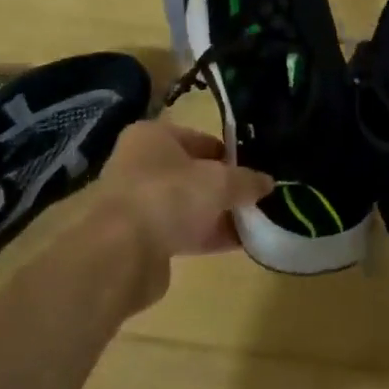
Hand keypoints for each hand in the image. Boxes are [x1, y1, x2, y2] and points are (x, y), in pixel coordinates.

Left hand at [87, 119, 272, 307]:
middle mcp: (141, 165)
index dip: (229, 153)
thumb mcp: (220, 181)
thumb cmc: (169, 196)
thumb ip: (246, 180)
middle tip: (258, 198)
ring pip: (188, 205)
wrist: (121, 252)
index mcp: (153, 136)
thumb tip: (267, 182)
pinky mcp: (141, 239)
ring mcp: (139, 203)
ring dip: (218, 214)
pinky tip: (238, 244)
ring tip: (255, 222)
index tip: (256, 170)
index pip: (200, 139)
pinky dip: (206, 236)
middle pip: (193, 173)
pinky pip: (182, 232)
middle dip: (225, 187)